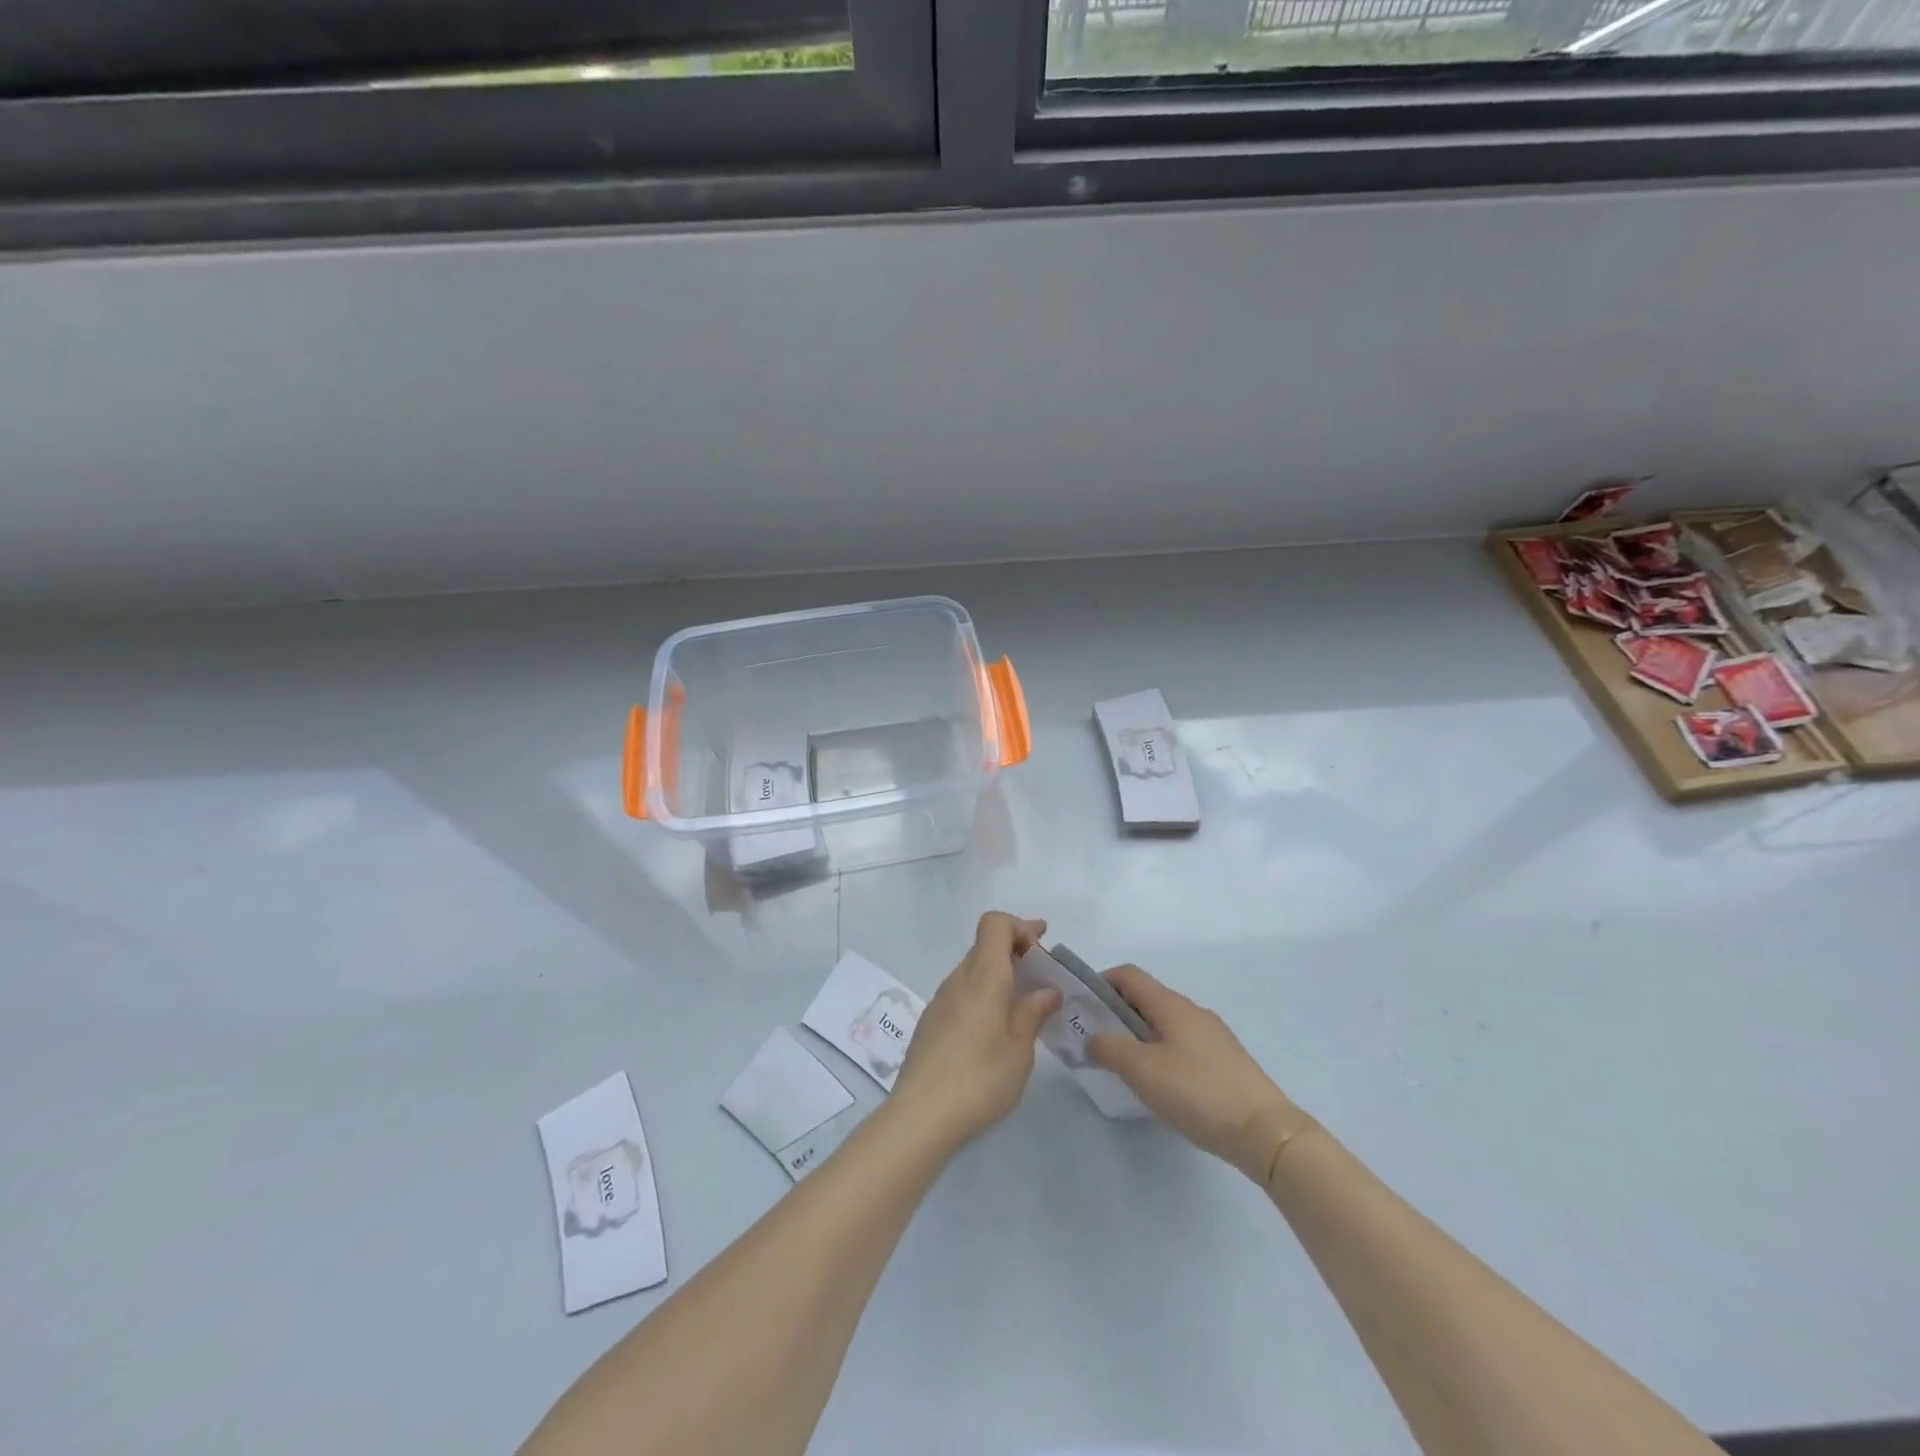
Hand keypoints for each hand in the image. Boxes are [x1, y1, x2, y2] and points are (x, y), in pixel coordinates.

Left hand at [891, 912, 1061, 1149]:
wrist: (920, 1116)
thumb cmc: (980, 1079)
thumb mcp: (1020, 1050)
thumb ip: (1032, 1013)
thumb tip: (1047, 990)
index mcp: (983, 977)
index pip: (995, 923)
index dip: (1020, 926)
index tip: (1042, 948)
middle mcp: (959, 979)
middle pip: (985, 945)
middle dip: (1015, 951)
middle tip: (1042, 976)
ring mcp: (940, 1000)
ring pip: (973, 970)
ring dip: (999, 975)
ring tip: (1023, 1005)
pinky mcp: (931, 1022)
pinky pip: (962, 992)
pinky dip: (983, 995)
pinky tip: (994, 1029)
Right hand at [1088, 966, 1303, 1181]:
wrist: (1265, 1132)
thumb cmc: (1198, 1092)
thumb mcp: (1143, 1070)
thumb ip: (1109, 1048)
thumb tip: (1092, 1038)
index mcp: (1171, 1005)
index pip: (1128, 975)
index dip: (1099, 983)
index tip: (1080, 1008)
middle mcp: (1192, 1011)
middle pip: (1145, 998)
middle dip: (1114, 1013)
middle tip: (1094, 1042)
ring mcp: (1211, 1036)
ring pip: (1163, 1024)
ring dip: (1136, 1036)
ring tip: (1122, 1067)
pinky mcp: (1223, 1061)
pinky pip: (1180, 1044)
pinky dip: (1159, 1053)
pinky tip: (1159, 1085)